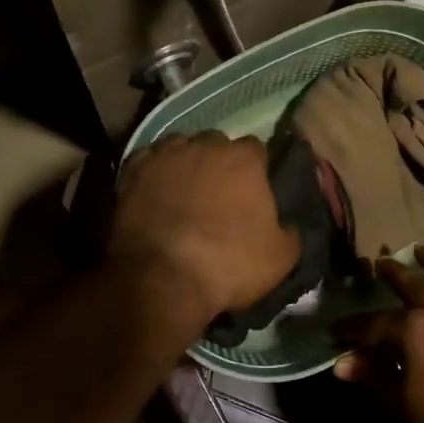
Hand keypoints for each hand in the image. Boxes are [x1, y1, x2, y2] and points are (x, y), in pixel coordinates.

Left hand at [110, 132, 300, 327]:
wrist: (162, 278)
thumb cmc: (228, 265)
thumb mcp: (281, 258)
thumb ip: (291, 231)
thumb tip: (288, 224)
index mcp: (244, 159)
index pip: (256, 149)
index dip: (255, 170)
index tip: (252, 191)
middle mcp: (204, 145)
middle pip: (216, 144)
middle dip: (218, 162)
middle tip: (217, 193)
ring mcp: (165, 155)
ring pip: (180, 147)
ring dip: (185, 163)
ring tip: (183, 192)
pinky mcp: (133, 170)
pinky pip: (148, 161)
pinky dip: (153, 172)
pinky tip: (154, 192)